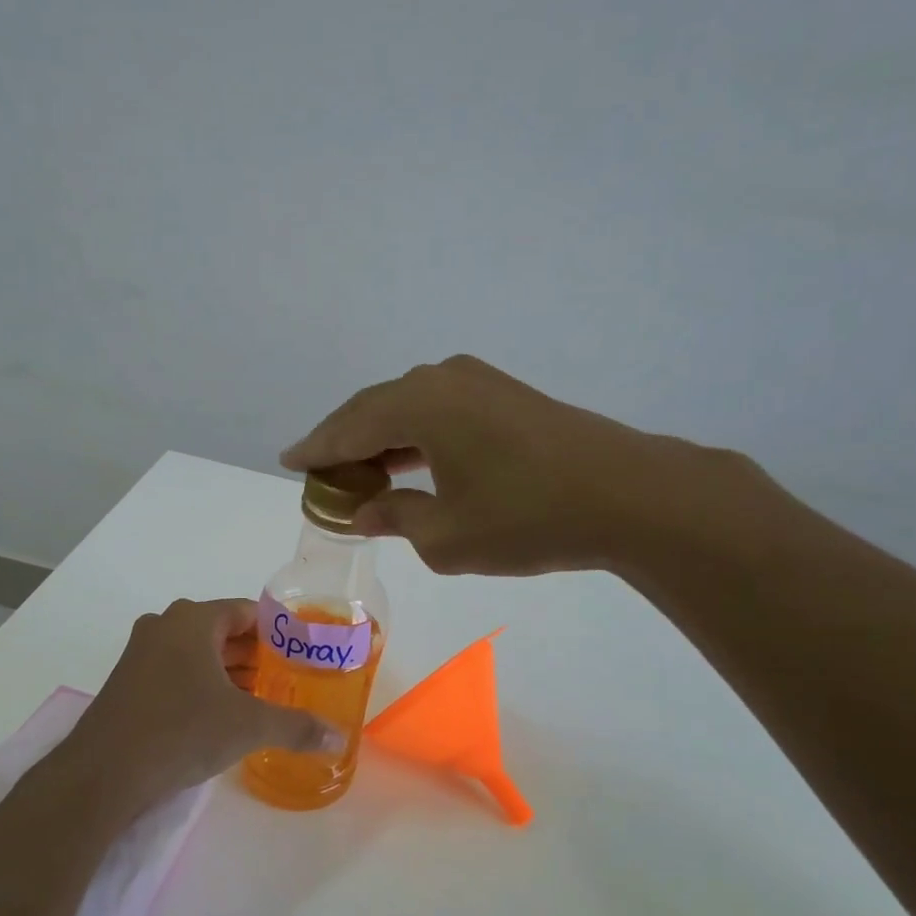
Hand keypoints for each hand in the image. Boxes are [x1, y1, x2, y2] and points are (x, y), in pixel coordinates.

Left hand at [63, 598, 345, 825]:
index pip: (247, 611)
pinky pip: (177, 674)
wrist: (102, 773)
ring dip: (230, 674)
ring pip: (199, 655)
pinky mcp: (128, 684)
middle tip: (290, 679)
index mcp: (192, 620)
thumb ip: (297, 726)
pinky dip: (203, 687)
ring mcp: (141, 655)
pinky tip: (224, 716)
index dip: (278, 631)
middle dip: (257, 656)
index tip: (303, 652)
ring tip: (265, 699)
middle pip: (223, 632)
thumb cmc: (181, 731)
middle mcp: (164, 627)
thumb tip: (338, 738)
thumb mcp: (248, 726)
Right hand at [283, 355, 760, 578]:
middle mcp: (441, 379)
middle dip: (345, 441)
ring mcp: (478, 382)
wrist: (627, 495)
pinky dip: (416, 437)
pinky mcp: (506, 395)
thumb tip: (366, 509)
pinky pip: (440, 411)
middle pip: (374, 409)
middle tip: (320, 472)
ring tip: (360, 472)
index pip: (347, 426)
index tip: (288, 460)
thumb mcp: (447, 536)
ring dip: (382, 439)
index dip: (315, 448)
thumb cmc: (526, 518)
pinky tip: (411, 462)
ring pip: (409, 408)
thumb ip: (396, 517)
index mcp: (417, 404)